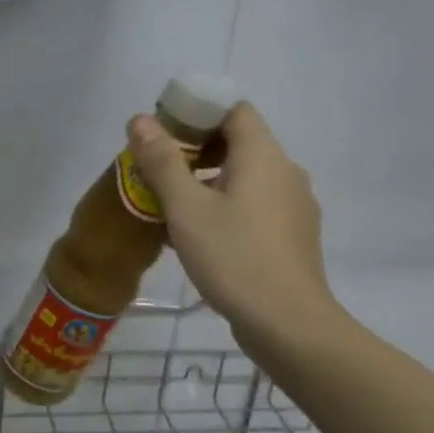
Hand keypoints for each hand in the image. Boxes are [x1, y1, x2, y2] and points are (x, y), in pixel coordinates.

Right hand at [128, 102, 341, 351]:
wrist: (287, 322)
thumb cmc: (233, 257)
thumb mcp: (186, 208)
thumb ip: (162, 161)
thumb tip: (140, 120)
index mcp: (263, 156)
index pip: (234, 110)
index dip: (198, 111)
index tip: (162, 131)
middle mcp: (285, 172)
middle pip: (238, 142)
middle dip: (195, 149)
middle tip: (156, 169)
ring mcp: (293, 205)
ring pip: (245, 177)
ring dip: (207, 181)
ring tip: (169, 205)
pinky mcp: (292, 235)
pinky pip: (254, 205)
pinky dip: (225, 206)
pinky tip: (198, 235)